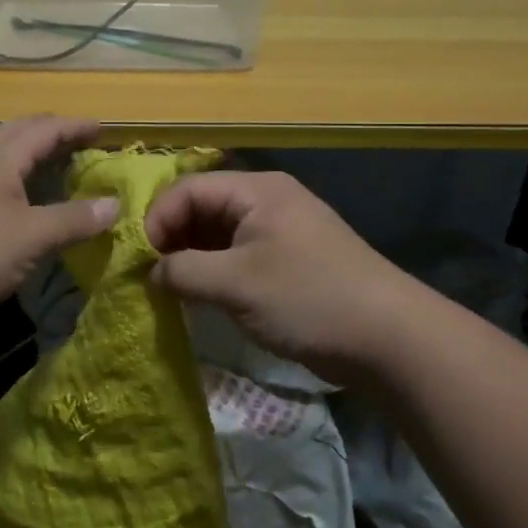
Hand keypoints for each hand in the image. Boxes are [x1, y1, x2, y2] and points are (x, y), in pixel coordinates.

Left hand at [0, 115, 118, 339]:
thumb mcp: (30, 236)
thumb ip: (73, 220)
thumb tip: (114, 204)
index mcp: (0, 161)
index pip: (44, 130)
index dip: (75, 127)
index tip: (104, 131)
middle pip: (17, 137)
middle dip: (50, 136)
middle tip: (79, 145)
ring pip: (2, 166)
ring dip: (32, 164)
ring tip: (58, 177)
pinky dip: (18, 196)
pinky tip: (26, 217)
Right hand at [145, 169, 419, 381]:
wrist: (389, 338)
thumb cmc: (308, 298)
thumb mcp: (236, 284)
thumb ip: (183, 272)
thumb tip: (151, 273)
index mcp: (256, 190)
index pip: (187, 189)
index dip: (157, 220)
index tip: (139, 260)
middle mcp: (266, 201)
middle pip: (201, 208)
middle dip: (171, 239)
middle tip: (150, 277)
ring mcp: (278, 232)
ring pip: (217, 234)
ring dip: (190, 259)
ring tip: (169, 290)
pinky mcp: (286, 262)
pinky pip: (236, 256)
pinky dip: (213, 273)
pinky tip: (200, 298)